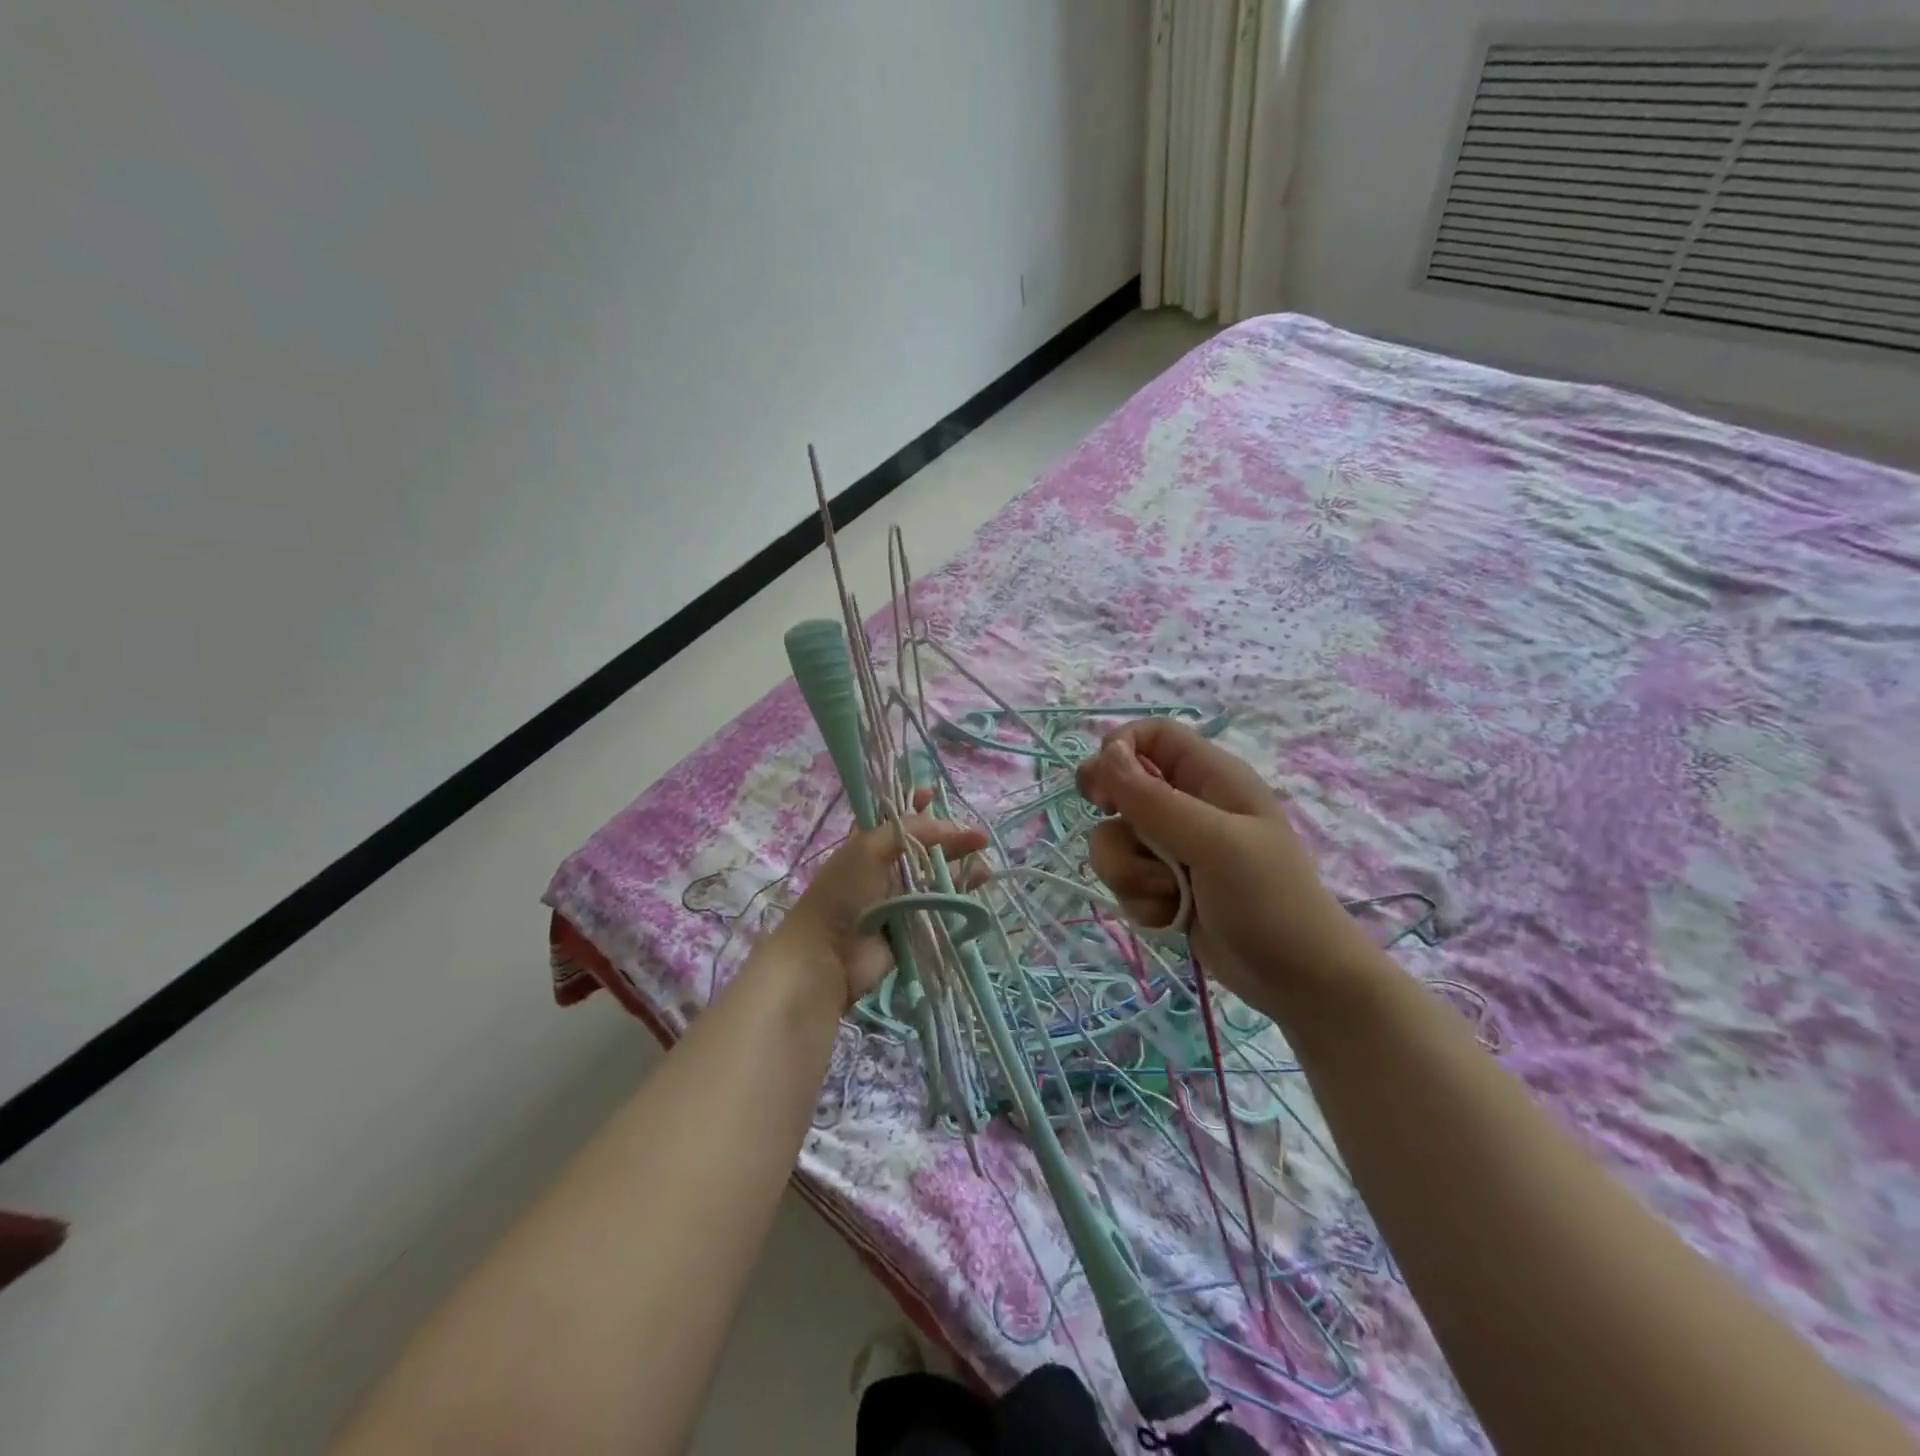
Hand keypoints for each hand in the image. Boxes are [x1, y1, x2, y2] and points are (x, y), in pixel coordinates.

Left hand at [775, 792, 988, 1007]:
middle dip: (951, 838)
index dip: (913, 805)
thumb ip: (911, 830)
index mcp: (868, 843)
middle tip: (980, 837)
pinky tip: (979, 882)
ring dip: (960, 866)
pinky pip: (941, 905)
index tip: (934, 795)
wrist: (828, 955)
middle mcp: (885, 867)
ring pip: (936, 876)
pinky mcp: (913, 924)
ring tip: (984, 862)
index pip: (894, 818)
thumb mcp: (871, 848)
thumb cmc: (844, 893)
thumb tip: (951, 826)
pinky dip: (960, 894)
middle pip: (925, 846)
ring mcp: (900, 897)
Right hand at [1075, 720, 1379, 1021]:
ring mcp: (1173, 847)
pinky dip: (1139, 900)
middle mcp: (1189, 805)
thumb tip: (1106, 754)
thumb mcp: (1215, 844)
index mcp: (1210, 778)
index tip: (1100, 787)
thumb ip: (1154, 800)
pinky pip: (1124, 878)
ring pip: (1115, 838)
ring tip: (1168, 893)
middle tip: (1124, 834)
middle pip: (1120, 786)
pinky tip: (1171, 917)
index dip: (1118, 748)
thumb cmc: (1269, 901)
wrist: (1298, 981)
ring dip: (1129, 871)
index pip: (1152, 735)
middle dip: (1114, 816)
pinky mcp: (1163, 885)